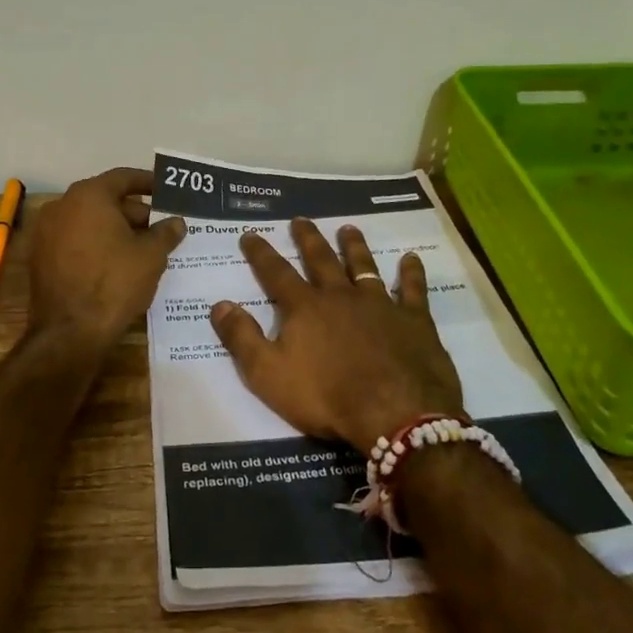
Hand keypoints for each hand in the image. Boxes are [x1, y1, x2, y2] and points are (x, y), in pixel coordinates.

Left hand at [30, 167, 185, 356]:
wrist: (70, 332)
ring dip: (115, 229)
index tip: (165, 190)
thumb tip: (176, 222)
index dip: (147, 182)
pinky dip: (96, 244)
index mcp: (88, 196)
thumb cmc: (114, 283)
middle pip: (104, 199)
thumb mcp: (151, 256)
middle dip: (134, 212)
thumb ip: (166, 233)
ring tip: (143, 247)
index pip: (122, 178)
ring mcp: (46, 232)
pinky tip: (117, 262)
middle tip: (160, 227)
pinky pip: (75, 240)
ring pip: (89, 221)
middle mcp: (62, 206)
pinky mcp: (41, 257)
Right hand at [210, 219, 463, 449]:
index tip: (250, 234)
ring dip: (354, 246)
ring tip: (348, 228)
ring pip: (363, 266)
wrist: (394, 413)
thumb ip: (242, 337)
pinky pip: (412, 289)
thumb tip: (219, 304)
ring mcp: (380, 304)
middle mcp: (340, 296)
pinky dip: (411, 273)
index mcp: (305, 308)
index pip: (276, 273)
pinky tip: (411, 259)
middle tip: (300, 219)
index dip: (260, 253)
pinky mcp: (413, 320)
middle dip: (307, 238)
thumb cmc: (326, 396)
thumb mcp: (268, 374)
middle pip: (321, 260)